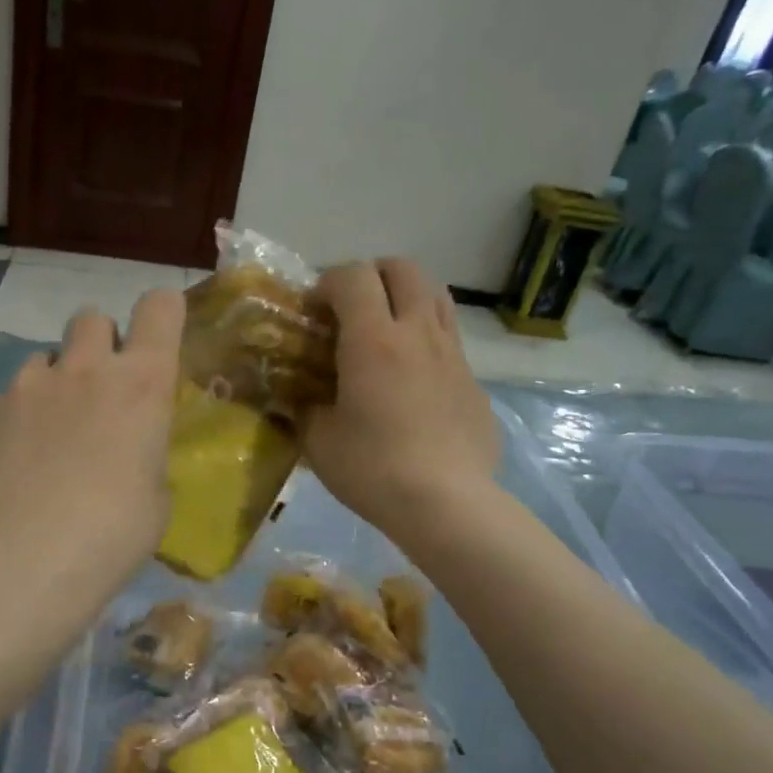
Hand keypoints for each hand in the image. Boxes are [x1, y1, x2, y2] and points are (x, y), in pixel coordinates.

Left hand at [0, 288, 184, 619]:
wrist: (21, 566)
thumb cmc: (110, 538)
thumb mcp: (155, 499)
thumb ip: (146, 454)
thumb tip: (128, 451)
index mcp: (140, 386)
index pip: (159, 308)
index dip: (162, 313)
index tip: (157, 335)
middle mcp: (83, 370)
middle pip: (92, 318)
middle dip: (99, 343)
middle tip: (97, 390)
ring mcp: (25, 386)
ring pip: (43, 359)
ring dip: (53, 385)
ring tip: (46, 438)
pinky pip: (4, 402)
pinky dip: (13, 423)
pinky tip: (10, 469)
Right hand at [303, 259, 499, 533]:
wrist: (447, 504)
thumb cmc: (373, 469)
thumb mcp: (318, 440)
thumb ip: (304, 408)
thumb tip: (298, 398)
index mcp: (374, 339)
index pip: (353, 276)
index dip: (327, 283)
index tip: (313, 312)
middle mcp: (418, 332)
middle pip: (403, 269)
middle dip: (371, 276)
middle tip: (350, 310)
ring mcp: (453, 354)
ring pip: (435, 295)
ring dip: (405, 298)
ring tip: (384, 333)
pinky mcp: (474, 380)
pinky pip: (449, 338)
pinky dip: (425, 339)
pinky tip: (412, 380)